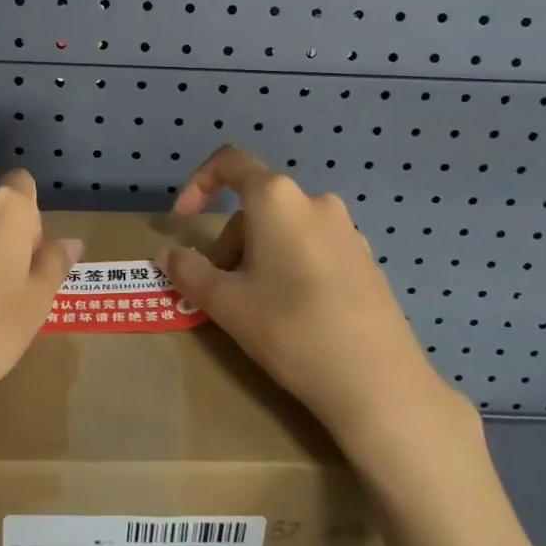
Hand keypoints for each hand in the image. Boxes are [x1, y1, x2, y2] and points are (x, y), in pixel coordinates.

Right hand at [160, 146, 470, 455]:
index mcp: (277, 199)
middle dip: (230, 241)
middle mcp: (315, 202)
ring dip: (259, 255)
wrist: (378, 382)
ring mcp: (347, 230)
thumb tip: (166, 253)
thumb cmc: (290, 329)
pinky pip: (314, 248)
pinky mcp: (366, 260)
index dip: (198, 184)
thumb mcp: (227, 303)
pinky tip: (296, 314)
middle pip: (257, 205)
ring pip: (285, 229)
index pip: (230, 163)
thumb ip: (189, 271)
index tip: (183, 220)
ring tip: (257, 307)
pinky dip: (291, 266)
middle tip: (222, 290)